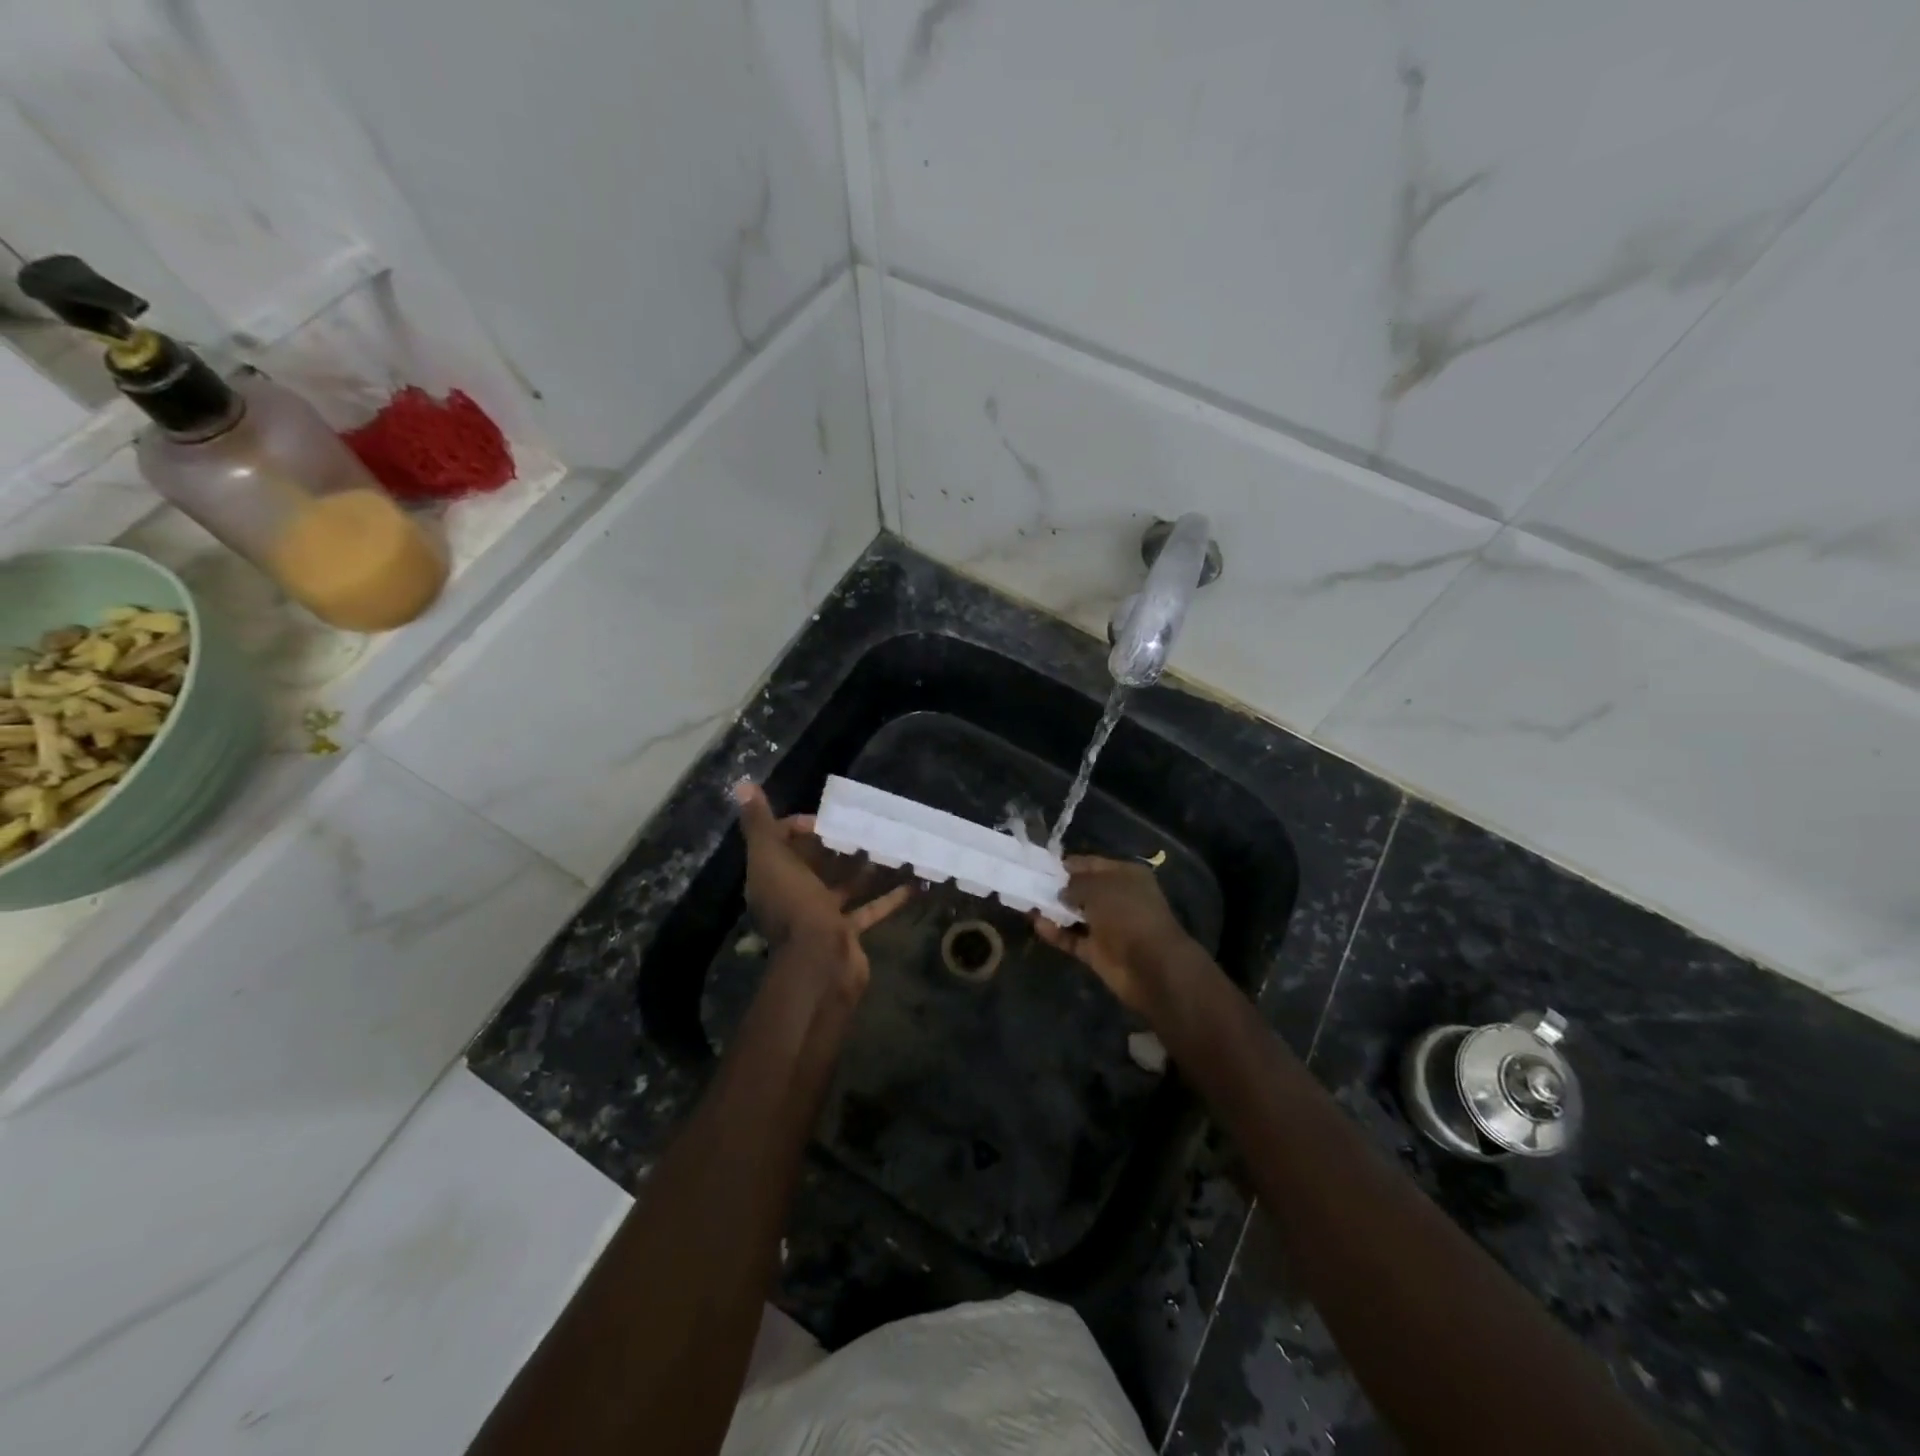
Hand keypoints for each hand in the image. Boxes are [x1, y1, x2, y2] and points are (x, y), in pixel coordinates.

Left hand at [733, 781, 910, 996]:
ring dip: (868, 867)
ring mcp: (822, 915)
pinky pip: (870, 908)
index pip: (781, 843)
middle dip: (840, 844)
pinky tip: (914, 881)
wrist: (820, 964)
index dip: (800, 827)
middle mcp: (794, 895)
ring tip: (893, 844)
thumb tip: (744, 785)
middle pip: (816, 863)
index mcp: (772, 877)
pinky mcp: (847, 931)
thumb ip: (759, 825)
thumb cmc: (795, 905)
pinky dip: (890, 897)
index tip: (826, 821)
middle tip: (868, 826)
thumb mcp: (771, 858)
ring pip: (846, 884)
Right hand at [1032, 855, 1203, 1013]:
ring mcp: (1108, 926)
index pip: (1091, 864)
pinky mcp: (1097, 951)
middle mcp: (1117, 898)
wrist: (1151, 966)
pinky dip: (1056, 932)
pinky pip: (1072, 938)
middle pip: (1082, 889)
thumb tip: (1060, 891)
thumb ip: (1074, 884)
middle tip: (1028, 883)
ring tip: (1025, 902)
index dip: (1067, 864)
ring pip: (1075, 914)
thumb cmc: (1127, 914)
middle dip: (1057, 887)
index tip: (1041, 865)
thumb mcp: (1098, 888)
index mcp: (1125, 875)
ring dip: (1053, 910)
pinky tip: (1036, 924)